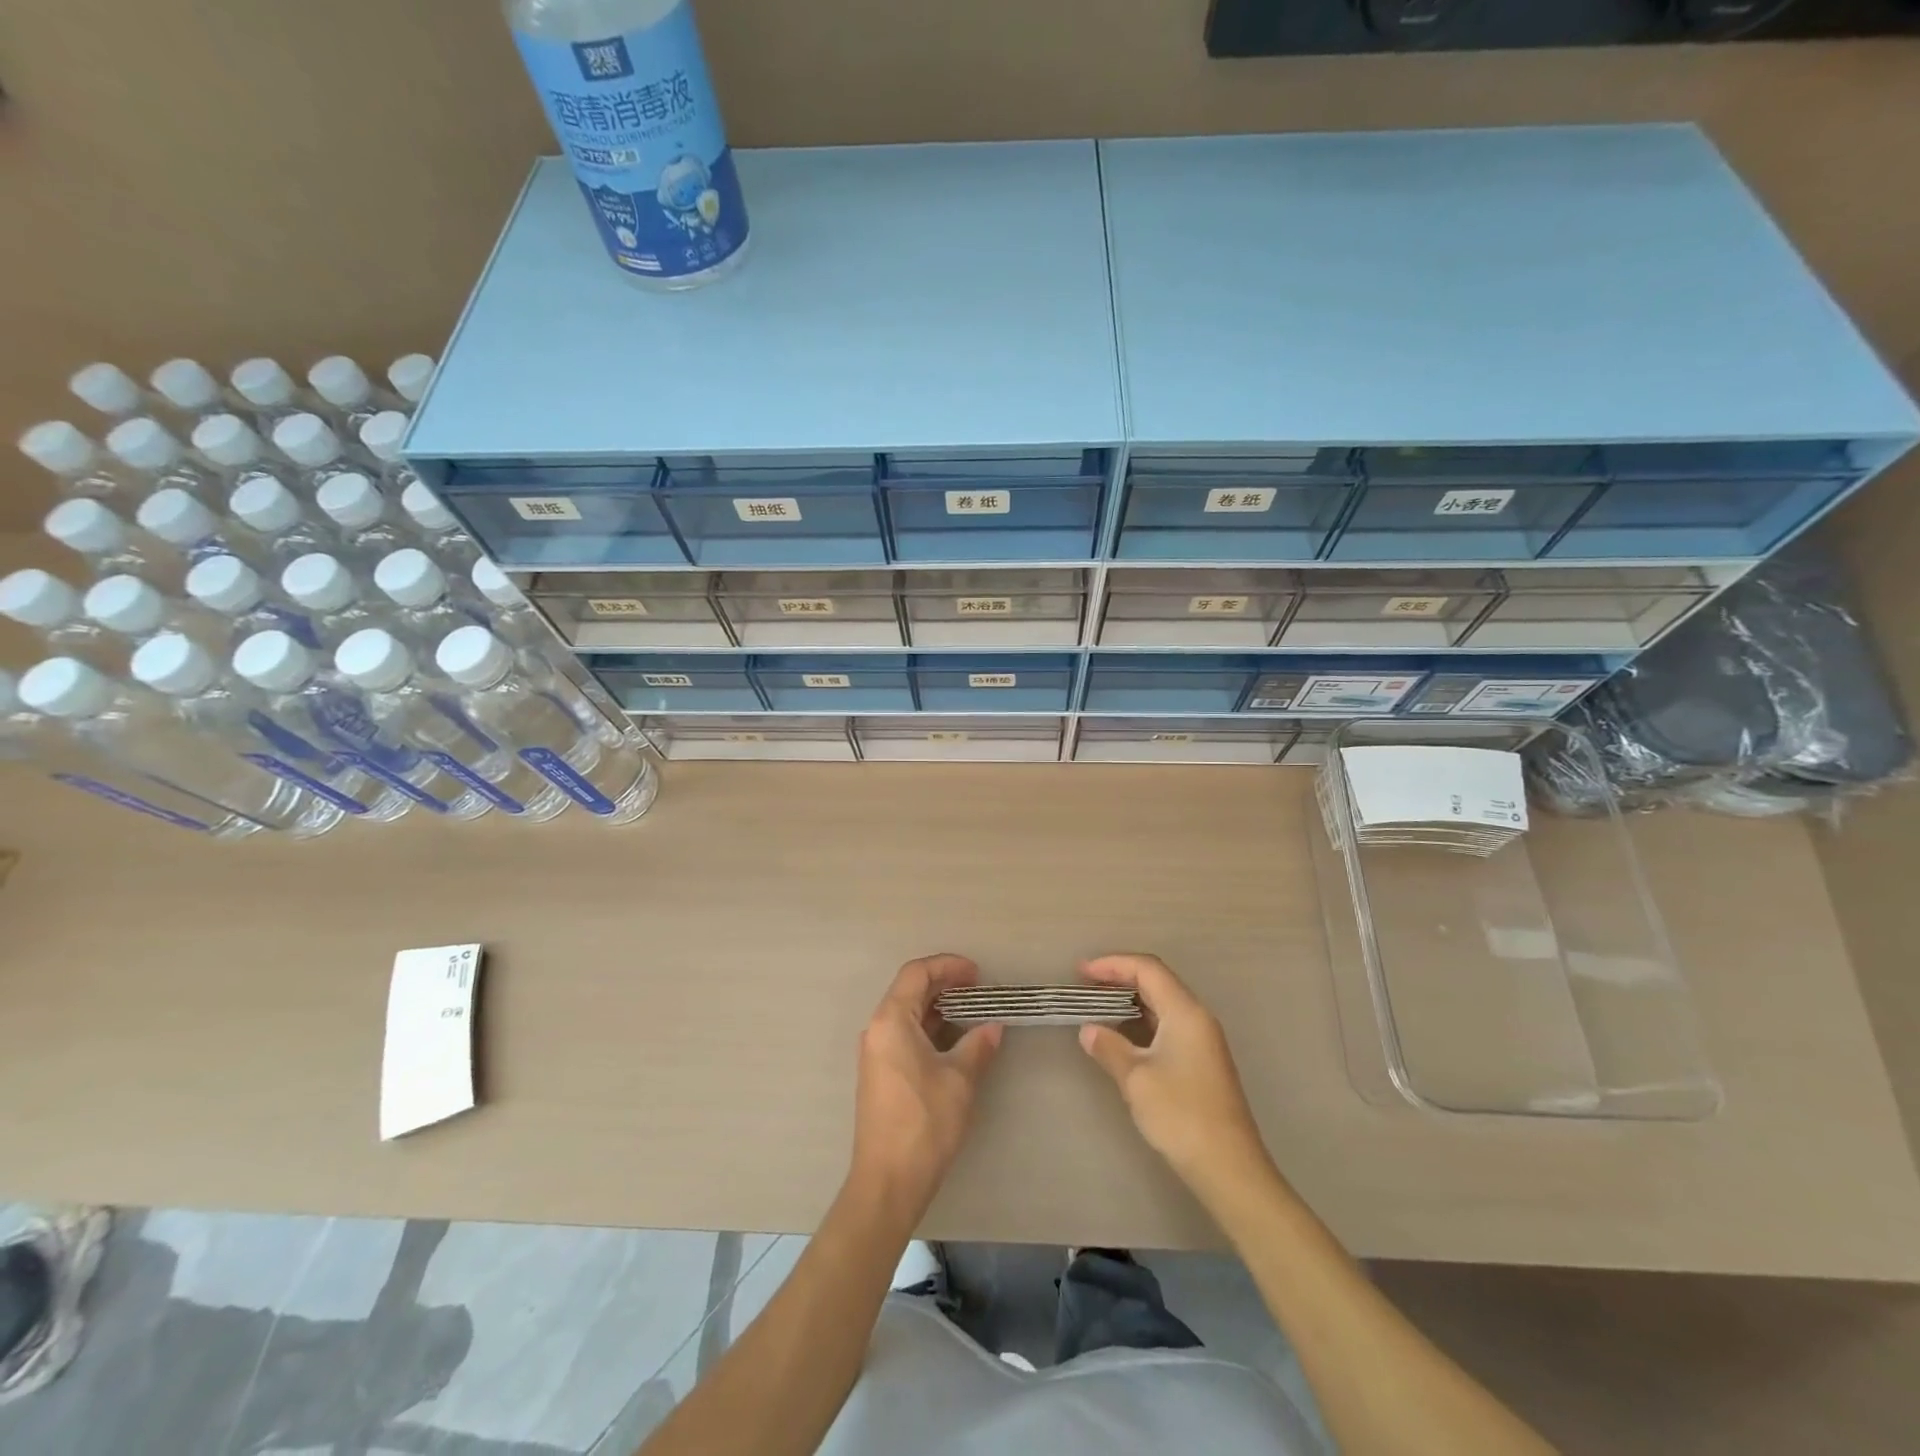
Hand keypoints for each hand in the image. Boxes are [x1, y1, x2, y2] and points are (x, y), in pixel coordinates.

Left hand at [849, 954, 1002, 1226]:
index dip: (948, 966)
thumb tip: (993, 1027)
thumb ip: (977, 1046)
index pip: (917, 973)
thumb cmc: (924, 1123)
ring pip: (906, 1014)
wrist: (888, 1182)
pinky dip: (929, 1028)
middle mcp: (877, 1030)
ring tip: (972, 1012)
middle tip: (978, 990)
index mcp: (891, 1021)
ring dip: (938, 1008)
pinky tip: (954, 1041)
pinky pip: (904, 1035)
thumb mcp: (959, 1081)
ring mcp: (875, 1053)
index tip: (977, 974)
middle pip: (909, 990)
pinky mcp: (880, 1074)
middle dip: (944, 984)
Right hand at [1078, 954, 1272, 1198]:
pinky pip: (1167, 1025)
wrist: (1229, 1169)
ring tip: (1098, 1006)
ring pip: (1163, 1004)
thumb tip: (1089, 1030)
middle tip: (1084, 985)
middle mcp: (1197, 1018)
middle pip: (1157, 981)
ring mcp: (1203, 1040)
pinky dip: (1141, 1021)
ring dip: (1130, 1000)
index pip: (1147, 969)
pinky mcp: (1202, 1061)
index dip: (1112, 964)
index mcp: (1185, 1012)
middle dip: (1119, 978)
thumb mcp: (1136, 1079)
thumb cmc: (1181, 1116)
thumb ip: (1109, 1048)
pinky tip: (1123, 1036)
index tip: (1080, 972)